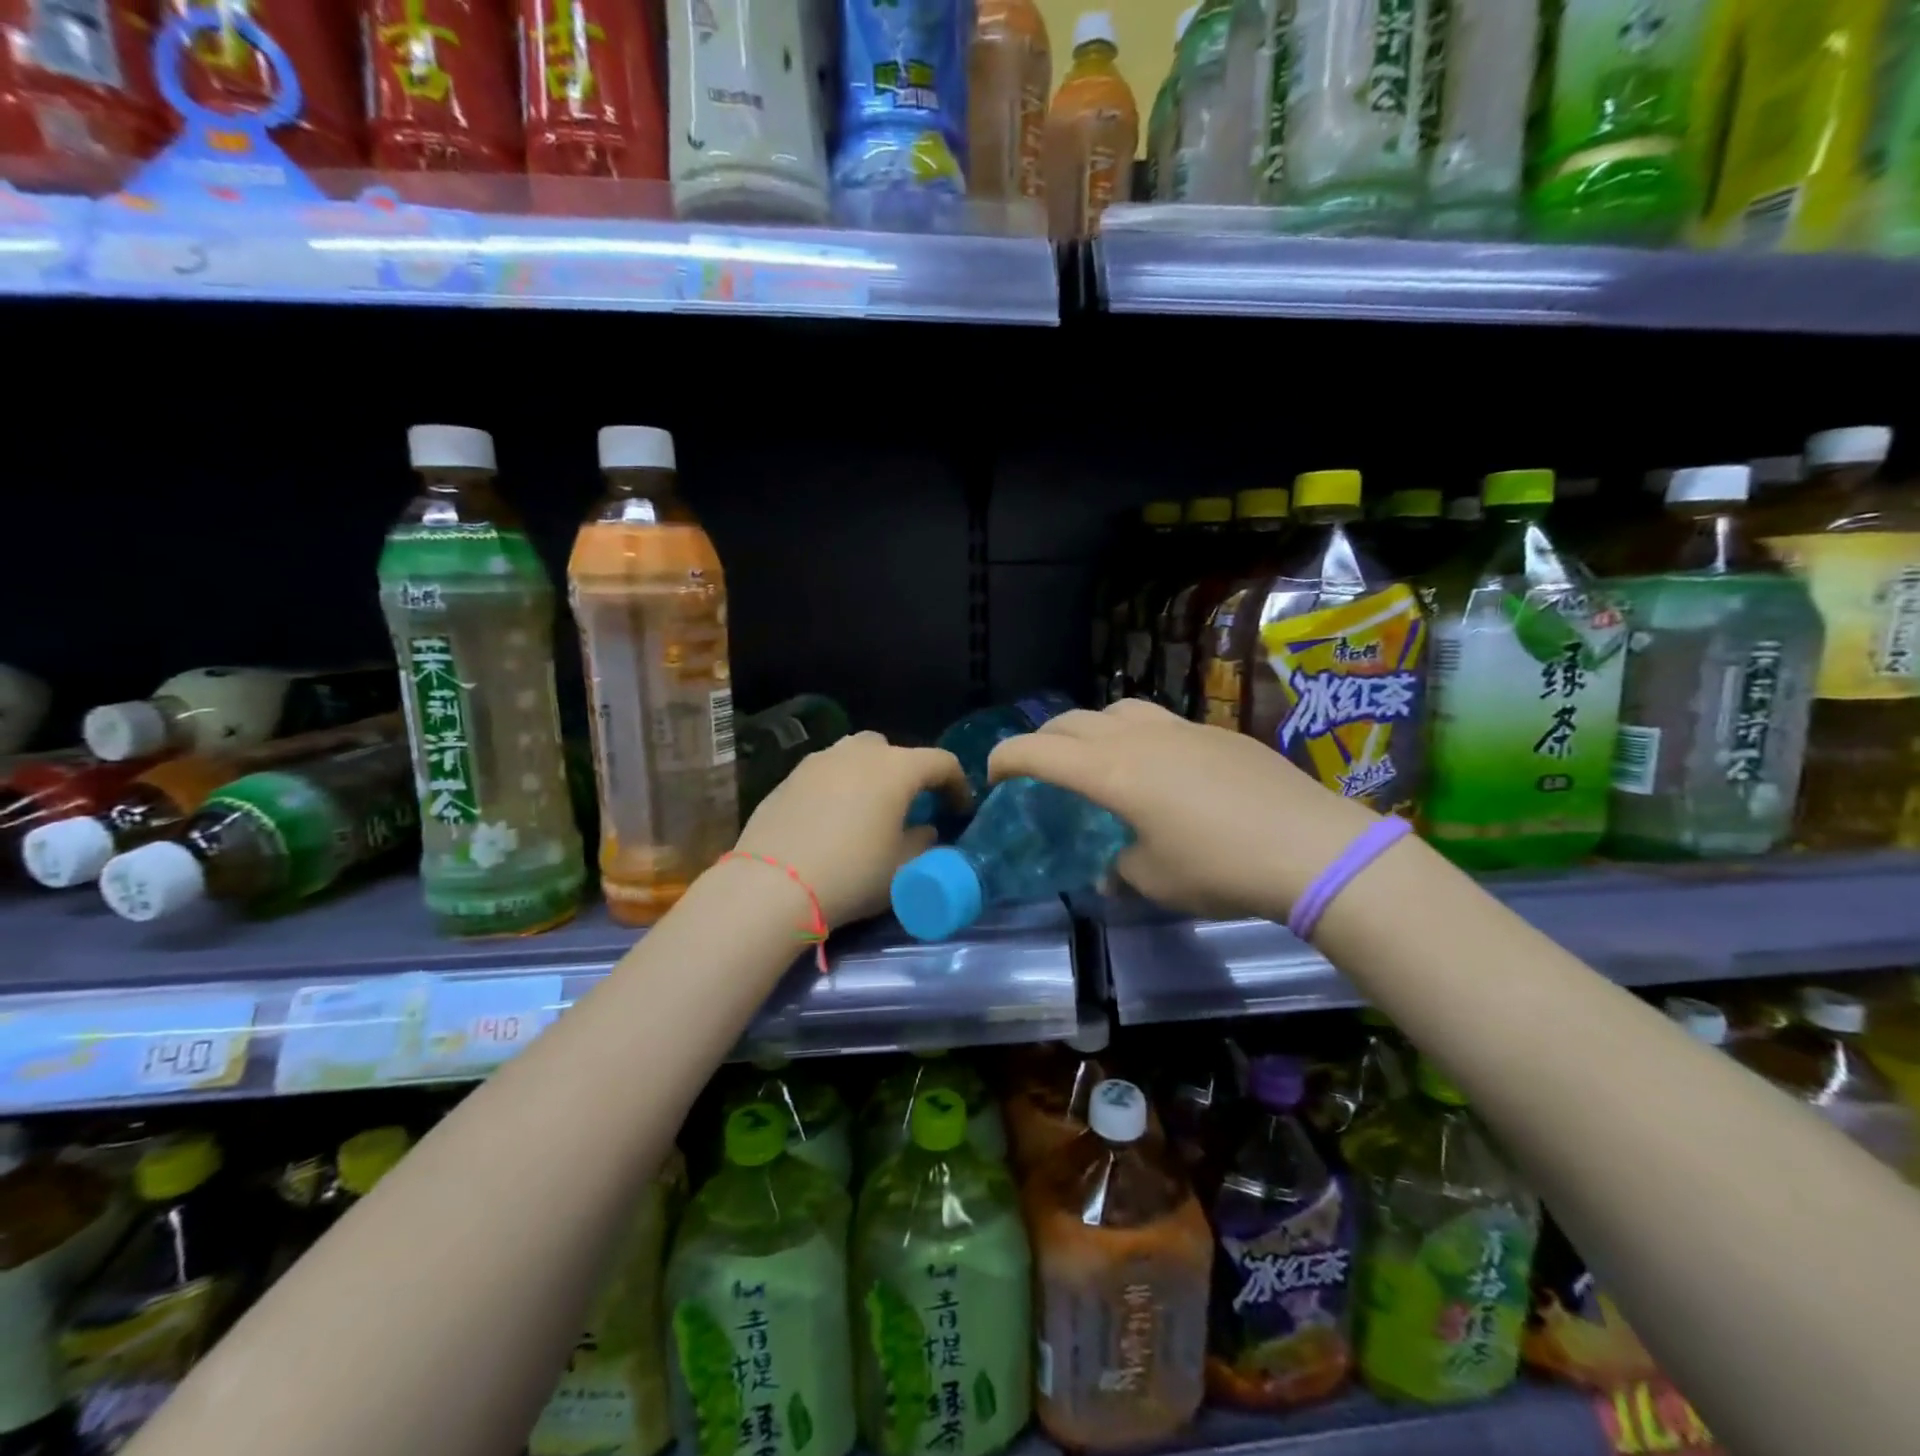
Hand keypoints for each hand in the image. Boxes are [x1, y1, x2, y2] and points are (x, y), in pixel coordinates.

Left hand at [732, 732, 968, 928]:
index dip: (957, 784)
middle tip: (909, 806)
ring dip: (870, 775)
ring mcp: (819, 761)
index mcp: (896, 768)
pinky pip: (826, 773)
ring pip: (855, 755)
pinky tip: (832, 819)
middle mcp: (858, 753)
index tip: (960, 810)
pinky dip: (838, 787)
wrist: (773, 885)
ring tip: (868, 809)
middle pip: (894, 750)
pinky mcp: (789, 777)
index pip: (941, 762)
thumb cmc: (852, 874)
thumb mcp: (903, 868)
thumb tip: (925, 830)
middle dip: (908, 773)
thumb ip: (923, 842)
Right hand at [986, 699, 1378, 921]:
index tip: (993, 776)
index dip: (1005, 758)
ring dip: (1089, 730)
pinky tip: (1160, 769)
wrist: (1312, 847)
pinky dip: (1135, 736)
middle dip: (1042, 741)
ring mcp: (1179, 728)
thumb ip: (1118, 870)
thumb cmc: (1219, 869)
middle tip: (1041, 771)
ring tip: (1097, 760)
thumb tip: (1111, 871)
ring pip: (1114, 710)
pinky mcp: (1215, 731)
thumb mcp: (1154, 882)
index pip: (1037, 751)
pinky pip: (1158, 721)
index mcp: (1110, 773)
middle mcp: (1136, 739)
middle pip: (1070, 721)